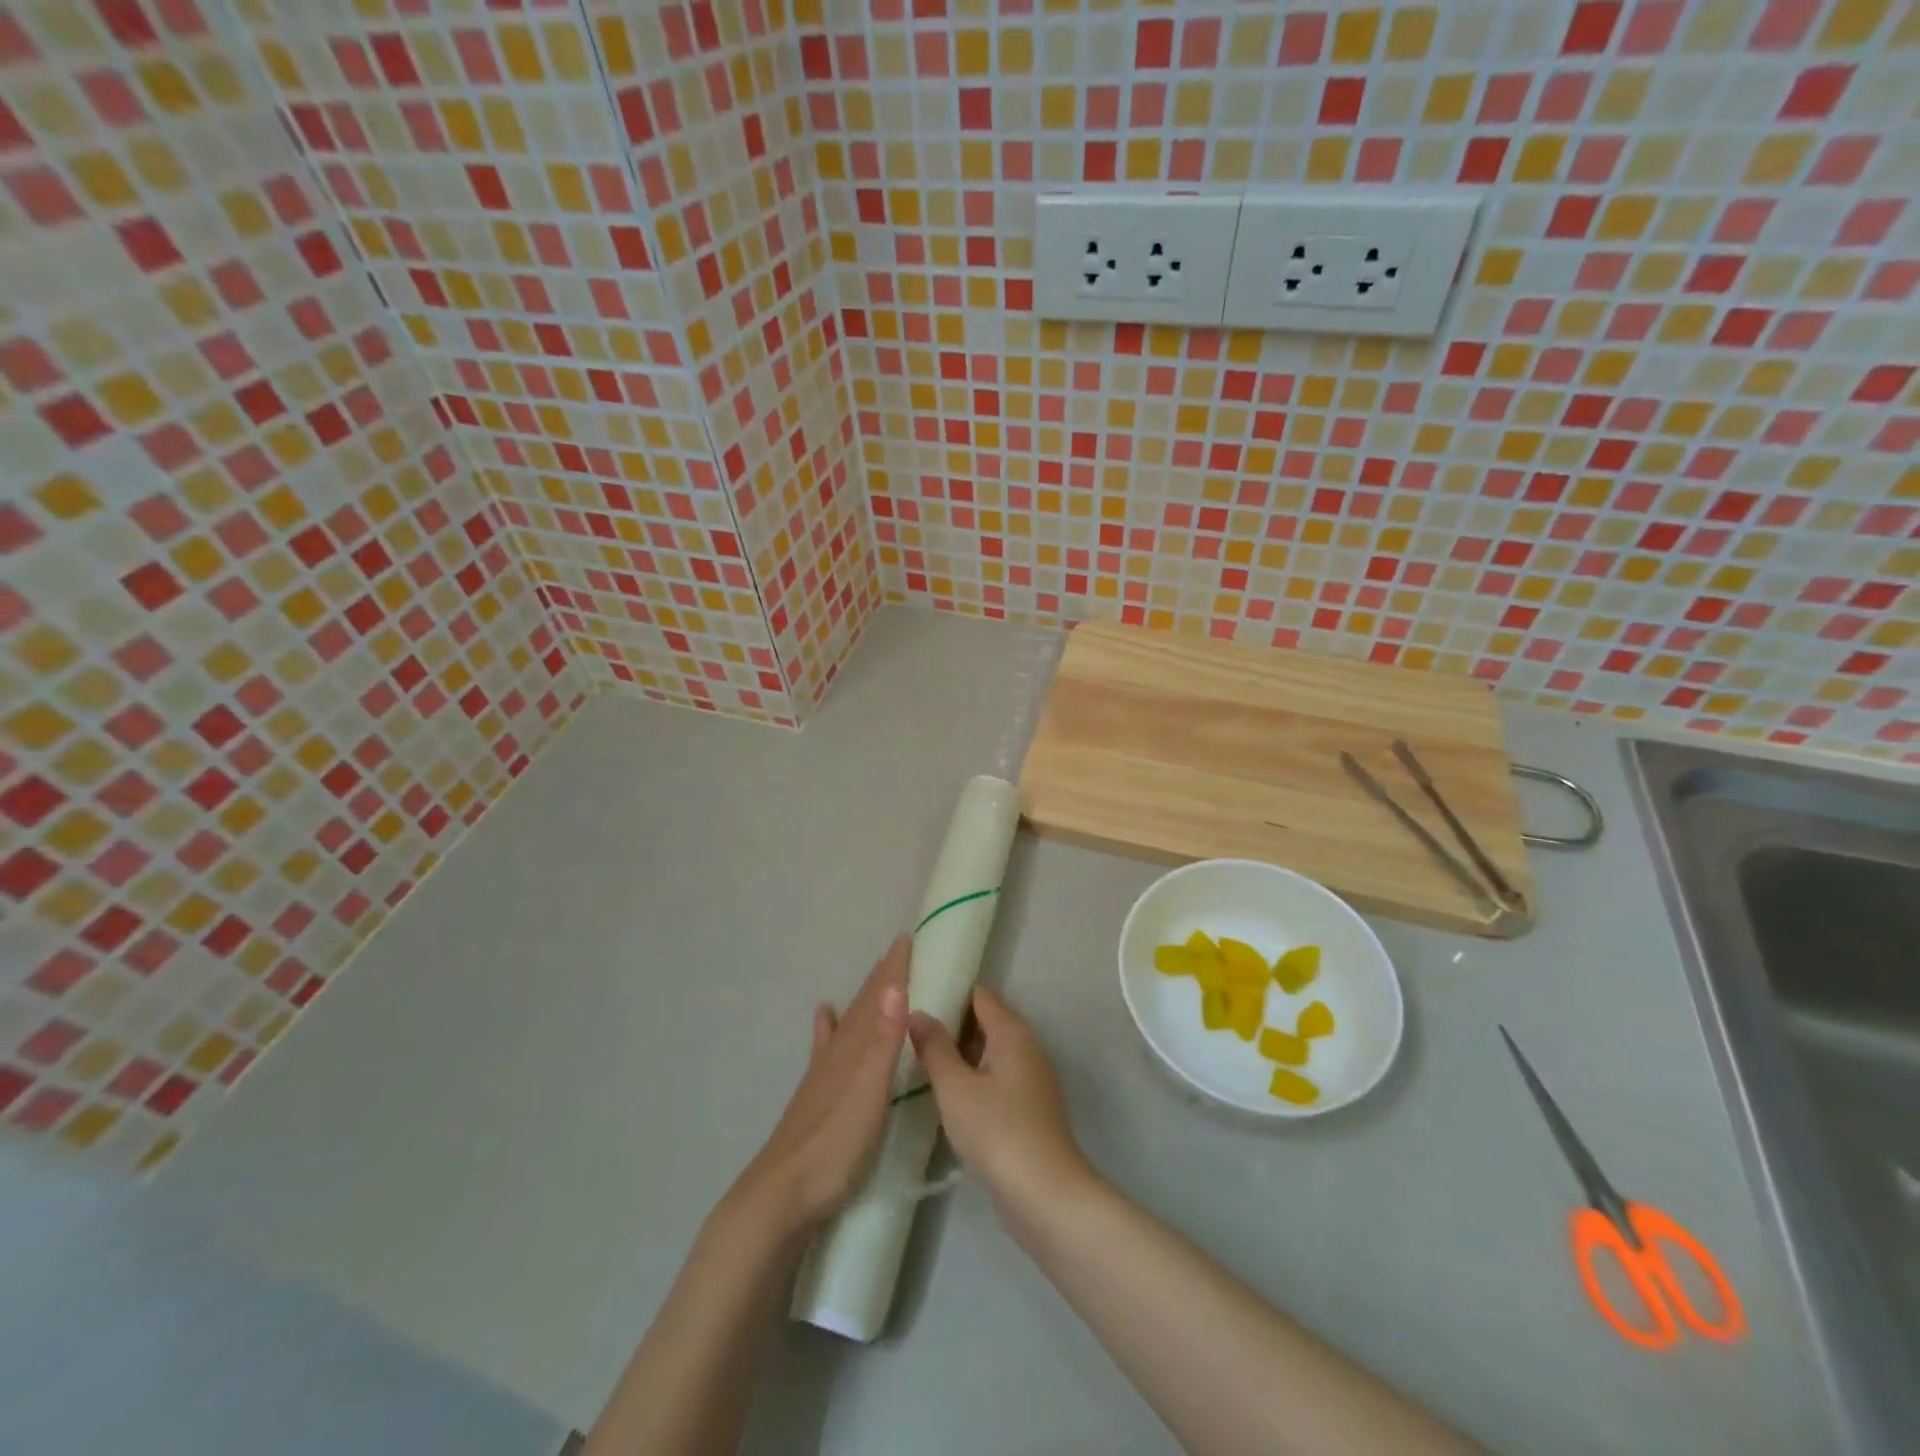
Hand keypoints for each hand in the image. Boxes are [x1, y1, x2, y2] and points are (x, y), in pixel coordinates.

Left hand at [739, 935, 909, 1233]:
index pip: (879, 999)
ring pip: (847, 1023)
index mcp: (856, 1049)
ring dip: (862, 998)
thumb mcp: (870, 1091)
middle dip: (882, 978)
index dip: (894, 970)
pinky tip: (822, 1015)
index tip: (907, 939)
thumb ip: (883, 1040)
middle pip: (863, 1006)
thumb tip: (894, 985)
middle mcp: (839, 1053)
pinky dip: (825, 1028)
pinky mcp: (815, 1095)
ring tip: (872, 976)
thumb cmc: (836, 1144)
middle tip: (897, 951)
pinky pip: (823, 1048)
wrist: (783, 1193)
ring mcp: (823, 1073)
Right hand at [908, 987, 1096, 1229]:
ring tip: (920, 1058)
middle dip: (951, 1023)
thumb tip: (918, 1012)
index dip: (949, 991)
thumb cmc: (997, 1131)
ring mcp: (1032, 1079)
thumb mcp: (955, 1087)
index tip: (916, 995)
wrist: (1046, 1196)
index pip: (979, 995)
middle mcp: (1027, 1047)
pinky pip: (997, 1078)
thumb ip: (935, 1047)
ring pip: (991, 1052)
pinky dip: (974, 1078)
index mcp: (1012, 1032)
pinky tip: (948, 1094)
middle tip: (909, 1029)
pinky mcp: (1030, 1109)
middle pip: (985, 1021)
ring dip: (961, 1054)